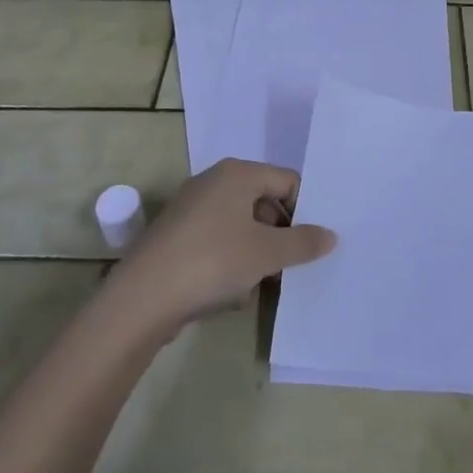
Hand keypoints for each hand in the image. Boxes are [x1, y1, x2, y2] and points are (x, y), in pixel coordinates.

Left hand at [106, 159, 335, 335]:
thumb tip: (331, 235)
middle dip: (281, 234)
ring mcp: (191, 209)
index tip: (313, 243)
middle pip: (263, 201)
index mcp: (237, 173)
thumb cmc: (212, 261)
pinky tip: (233, 293)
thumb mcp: (267, 254)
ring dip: (257, 252)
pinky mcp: (176, 237)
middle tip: (292, 266)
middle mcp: (213, 182)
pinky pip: (217, 242)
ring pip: (240, 225)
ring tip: (263, 284)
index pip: (287, 181)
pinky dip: (231, 261)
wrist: (142, 299)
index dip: (305, 210)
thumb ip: (303, 242)